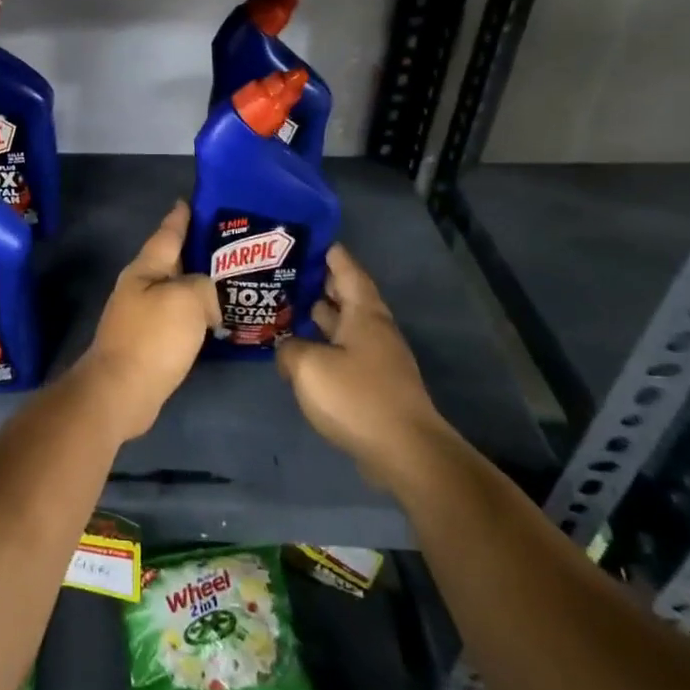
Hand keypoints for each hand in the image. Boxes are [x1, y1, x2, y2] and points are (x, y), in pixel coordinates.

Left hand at [79, 201, 220, 438]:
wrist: (121, 391)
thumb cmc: (153, 338)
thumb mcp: (187, 299)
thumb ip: (204, 287)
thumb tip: (206, 301)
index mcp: (145, 269)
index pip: (167, 234)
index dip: (180, 217)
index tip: (190, 201)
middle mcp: (140, 288)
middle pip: (172, 262)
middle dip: (197, 252)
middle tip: (231, 246)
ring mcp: (141, 317)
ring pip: (176, 292)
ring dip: (199, 287)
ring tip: (231, 283)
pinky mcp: (148, 344)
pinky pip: (178, 319)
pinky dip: (196, 315)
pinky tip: (215, 320)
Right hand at [277, 245, 441, 473]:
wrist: (404, 451)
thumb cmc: (356, 397)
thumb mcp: (308, 367)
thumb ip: (289, 349)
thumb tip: (286, 349)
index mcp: (364, 315)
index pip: (348, 271)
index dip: (331, 253)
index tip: (309, 239)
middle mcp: (374, 330)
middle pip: (347, 296)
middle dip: (320, 282)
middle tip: (286, 271)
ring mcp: (376, 358)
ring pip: (345, 325)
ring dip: (320, 315)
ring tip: (287, 305)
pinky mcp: (373, 384)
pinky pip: (344, 351)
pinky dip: (323, 343)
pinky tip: (301, 351)